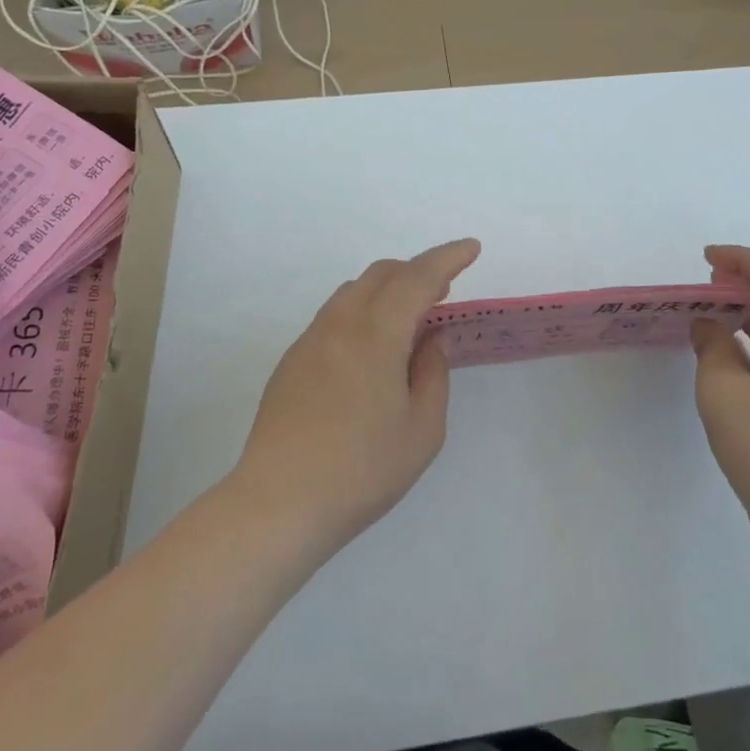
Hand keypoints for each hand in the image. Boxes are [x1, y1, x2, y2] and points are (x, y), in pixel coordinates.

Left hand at [231, 239, 481, 553]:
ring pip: (353, 292)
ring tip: (409, 320)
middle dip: (417, 271)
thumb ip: (433, 374)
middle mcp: (340, 323)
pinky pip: (334, 316)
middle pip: (381, 274)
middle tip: (443, 291)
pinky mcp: (292, 362)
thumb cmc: (362, 469)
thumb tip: (434, 338)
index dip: (448, 258)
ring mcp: (310, 340)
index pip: (418, 277)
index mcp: (376, 333)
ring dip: (387, 290)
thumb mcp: (421, 429)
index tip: (471, 248)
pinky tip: (371, 351)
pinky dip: (362, 312)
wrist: (279, 502)